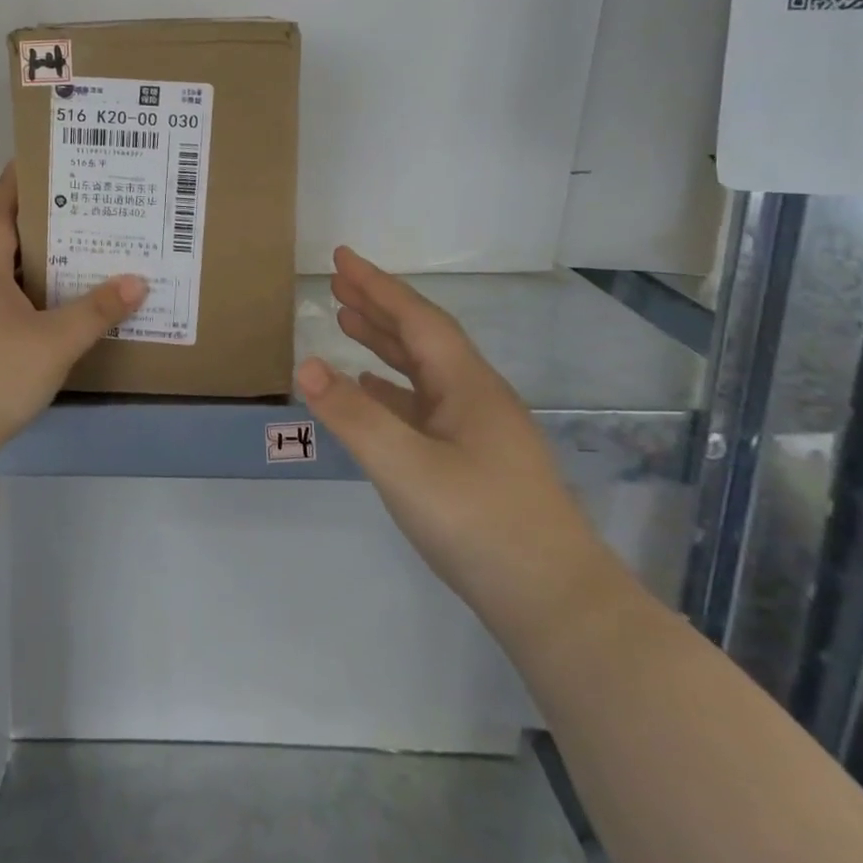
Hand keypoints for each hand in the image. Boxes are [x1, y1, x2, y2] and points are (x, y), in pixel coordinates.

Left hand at [0, 164, 147, 457]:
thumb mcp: (55, 341)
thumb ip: (96, 311)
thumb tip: (137, 280)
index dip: (16, 184)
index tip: (38, 159)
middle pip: (4, 242)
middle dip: (38, 222)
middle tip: (80, 206)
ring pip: (5, 275)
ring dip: (36, 261)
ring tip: (77, 250)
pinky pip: (4, 303)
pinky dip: (30, 294)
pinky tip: (56, 305)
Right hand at [296, 247, 625, 645]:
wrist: (556, 605)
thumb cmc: (480, 525)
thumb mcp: (405, 467)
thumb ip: (353, 415)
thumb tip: (305, 365)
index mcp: (467, 385)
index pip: (416, 318)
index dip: (376, 285)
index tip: (341, 257)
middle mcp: (476, 397)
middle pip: (422, 337)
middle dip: (379, 306)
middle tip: (337, 284)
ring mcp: (478, 431)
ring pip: (424, 371)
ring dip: (385, 344)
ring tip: (347, 323)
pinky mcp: (475, 462)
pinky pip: (424, 405)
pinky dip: (392, 388)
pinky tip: (373, 392)